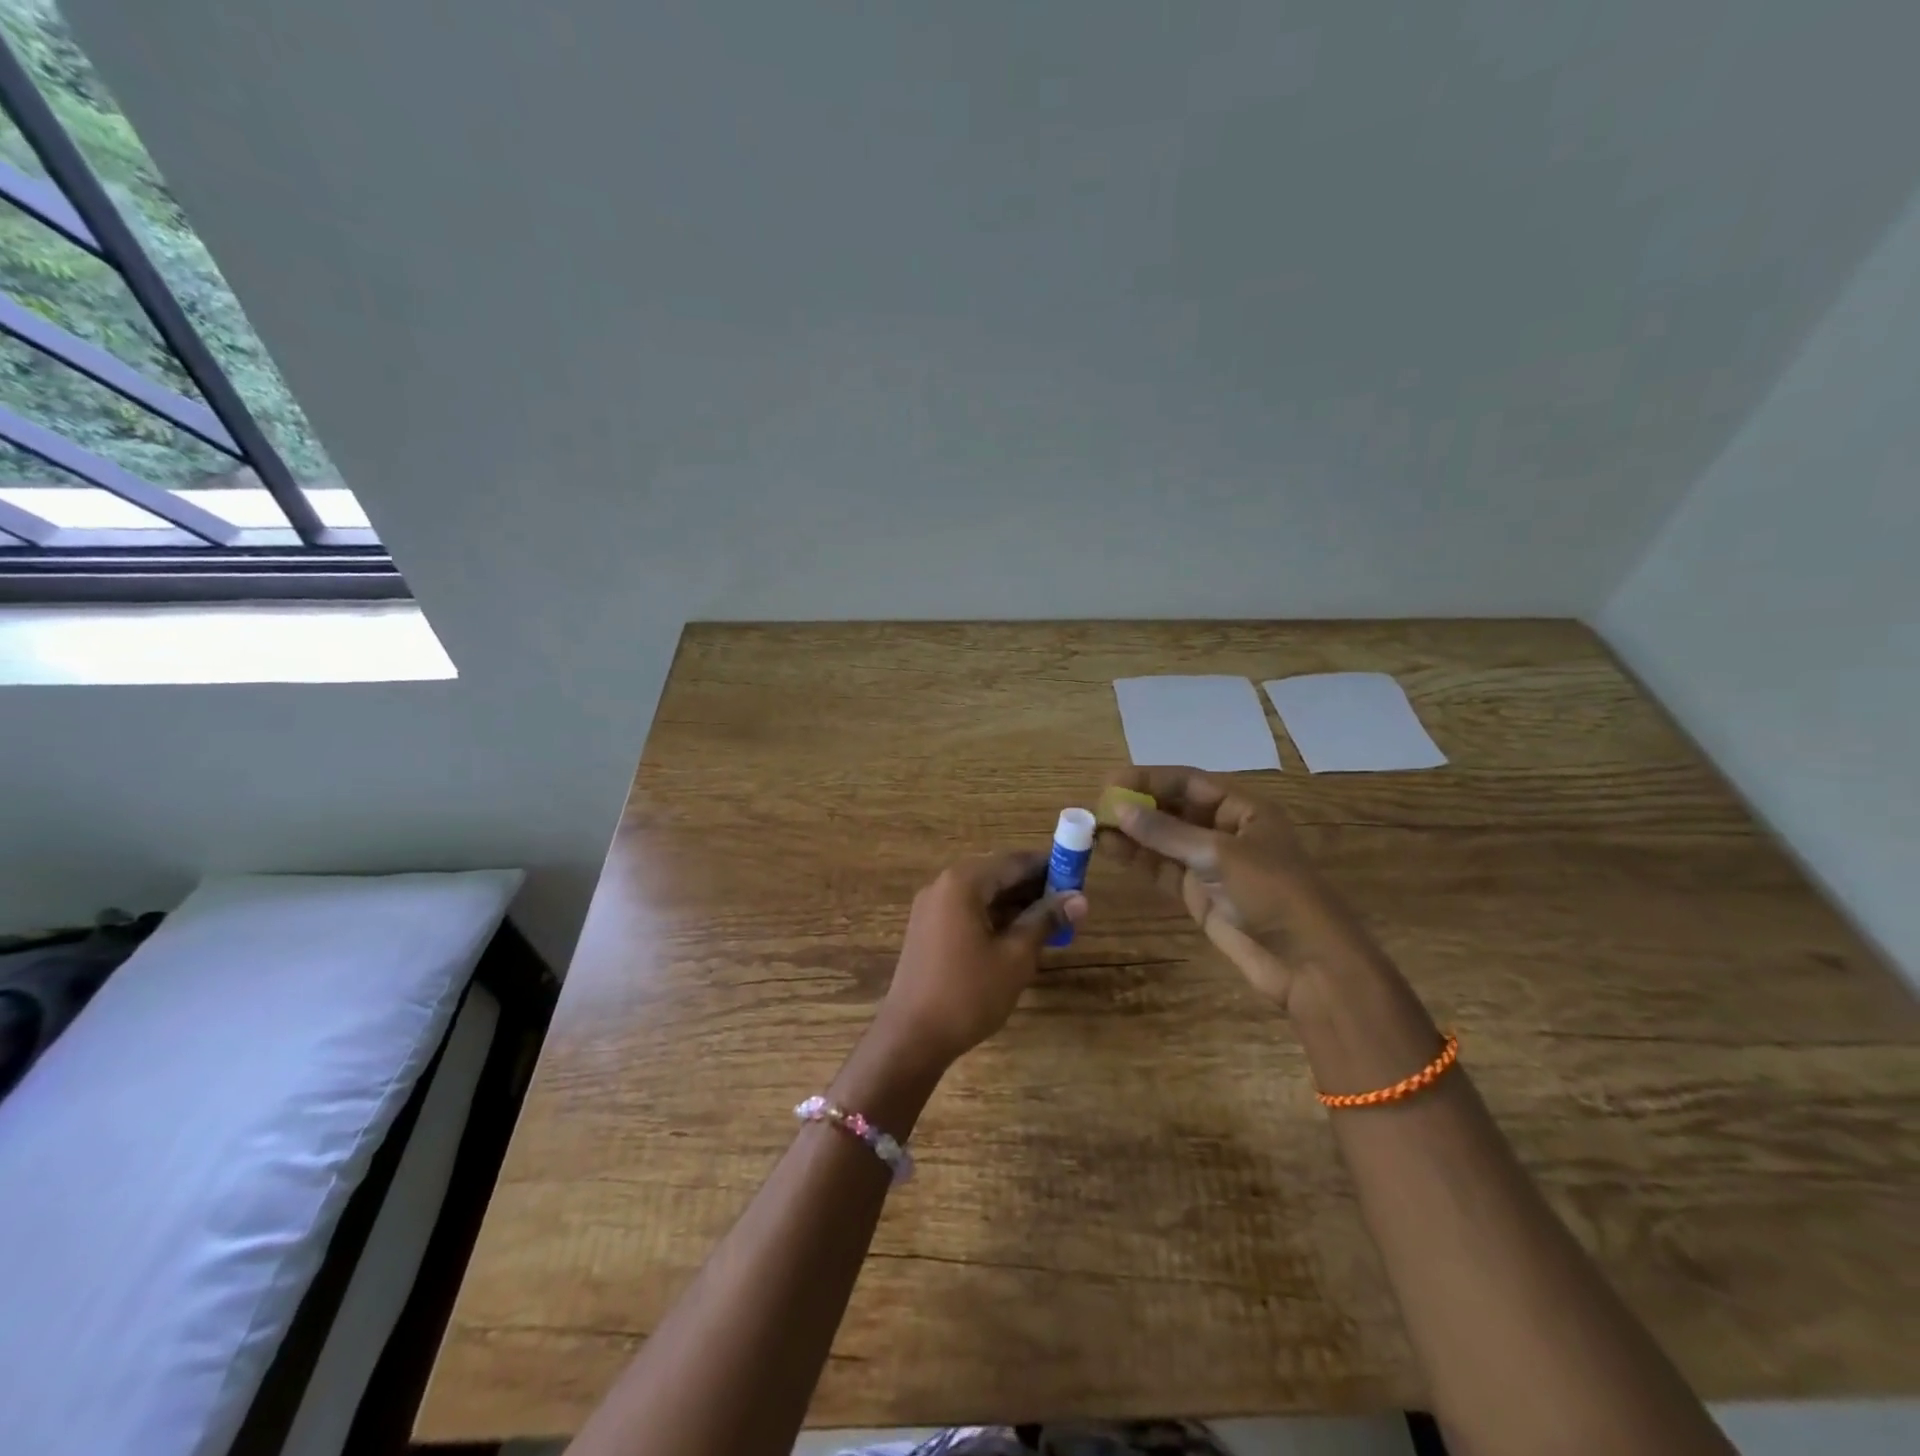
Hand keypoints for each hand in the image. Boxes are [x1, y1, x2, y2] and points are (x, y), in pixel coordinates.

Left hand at [877, 851, 1086, 1067]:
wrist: (911, 1037)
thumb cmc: (968, 993)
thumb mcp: (1016, 957)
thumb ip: (1046, 920)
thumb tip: (1080, 898)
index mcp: (963, 882)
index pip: (1014, 861)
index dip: (1049, 867)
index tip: (1078, 878)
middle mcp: (943, 885)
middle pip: (997, 875)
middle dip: (1033, 887)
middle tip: (1068, 906)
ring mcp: (931, 907)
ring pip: (982, 894)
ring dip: (1015, 904)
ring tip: (1050, 924)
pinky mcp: (927, 929)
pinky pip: (967, 911)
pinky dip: (994, 917)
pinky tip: (1018, 937)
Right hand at [1100, 767, 1375, 1011]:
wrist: (1306, 964)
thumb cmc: (1273, 894)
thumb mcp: (1219, 855)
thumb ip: (1166, 833)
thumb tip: (1118, 808)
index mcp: (1243, 810)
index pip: (1188, 782)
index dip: (1149, 779)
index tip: (1110, 782)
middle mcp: (1225, 831)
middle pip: (1174, 809)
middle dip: (1137, 806)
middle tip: (1095, 805)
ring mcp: (1211, 865)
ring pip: (1164, 840)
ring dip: (1131, 833)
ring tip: (1092, 827)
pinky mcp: (1199, 894)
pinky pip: (1163, 869)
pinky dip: (1138, 859)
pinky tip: (1109, 850)